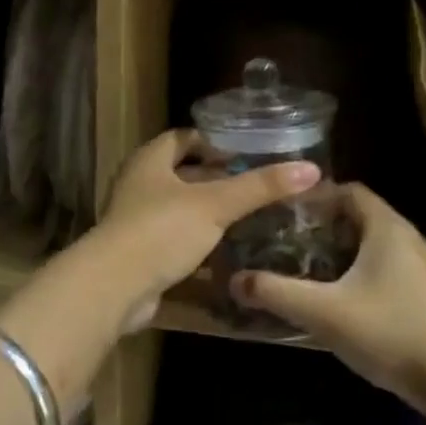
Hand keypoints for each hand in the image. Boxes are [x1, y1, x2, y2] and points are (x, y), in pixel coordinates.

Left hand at [95, 129, 321, 327]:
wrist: (114, 286)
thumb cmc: (162, 230)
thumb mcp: (216, 205)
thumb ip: (260, 187)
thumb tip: (310, 169)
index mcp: (150, 161)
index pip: (182, 138)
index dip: (212, 141)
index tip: (246, 151)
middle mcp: (138, 184)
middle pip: (181, 173)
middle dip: (214, 178)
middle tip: (254, 186)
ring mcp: (135, 220)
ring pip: (178, 208)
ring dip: (206, 212)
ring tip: (247, 217)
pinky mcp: (138, 253)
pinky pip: (172, 240)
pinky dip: (196, 242)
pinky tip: (225, 252)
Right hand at [230, 183, 425, 401]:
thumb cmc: (388, 333)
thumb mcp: (322, 312)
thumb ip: (275, 293)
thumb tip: (234, 280)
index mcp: (387, 229)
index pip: (350, 191)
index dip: (317, 197)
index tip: (286, 213)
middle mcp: (410, 238)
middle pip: (362, 217)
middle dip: (326, 226)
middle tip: (291, 242)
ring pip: (378, 245)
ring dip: (346, 251)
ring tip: (313, 270)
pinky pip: (392, 269)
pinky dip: (366, 273)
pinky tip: (347, 301)